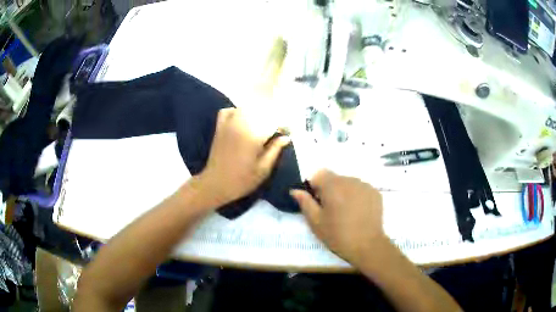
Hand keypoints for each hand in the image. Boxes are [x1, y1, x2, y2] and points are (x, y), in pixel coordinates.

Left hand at [197, 108, 289, 206]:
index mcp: (254, 136)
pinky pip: (229, 111)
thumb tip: (286, 137)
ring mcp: (228, 124)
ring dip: (257, 115)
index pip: (274, 122)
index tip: (289, 133)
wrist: (215, 184)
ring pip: (246, 109)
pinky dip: (237, 112)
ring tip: (263, 127)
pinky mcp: (219, 127)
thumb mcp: (263, 169)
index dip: (284, 126)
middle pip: (261, 113)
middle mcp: (241, 124)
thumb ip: (275, 150)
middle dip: (272, 120)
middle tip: (278, 132)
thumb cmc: (242, 181)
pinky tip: (243, 121)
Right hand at [290, 170, 386, 266]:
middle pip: (334, 178)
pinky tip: (358, 212)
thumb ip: (305, 203)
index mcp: (333, 186)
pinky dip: (357, 196)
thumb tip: (295, 190)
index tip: (317, 202)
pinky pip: (360, 189)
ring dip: (344, 192)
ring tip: (346, 212)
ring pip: (348, 183)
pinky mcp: (375, 193)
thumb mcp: (316, 222)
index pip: (319, 174)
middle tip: (331, 210)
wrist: (367, 246)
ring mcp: (365, 185)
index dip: (315, 186)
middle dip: (330, 190)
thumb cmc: (338, 235)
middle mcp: (350, 180)